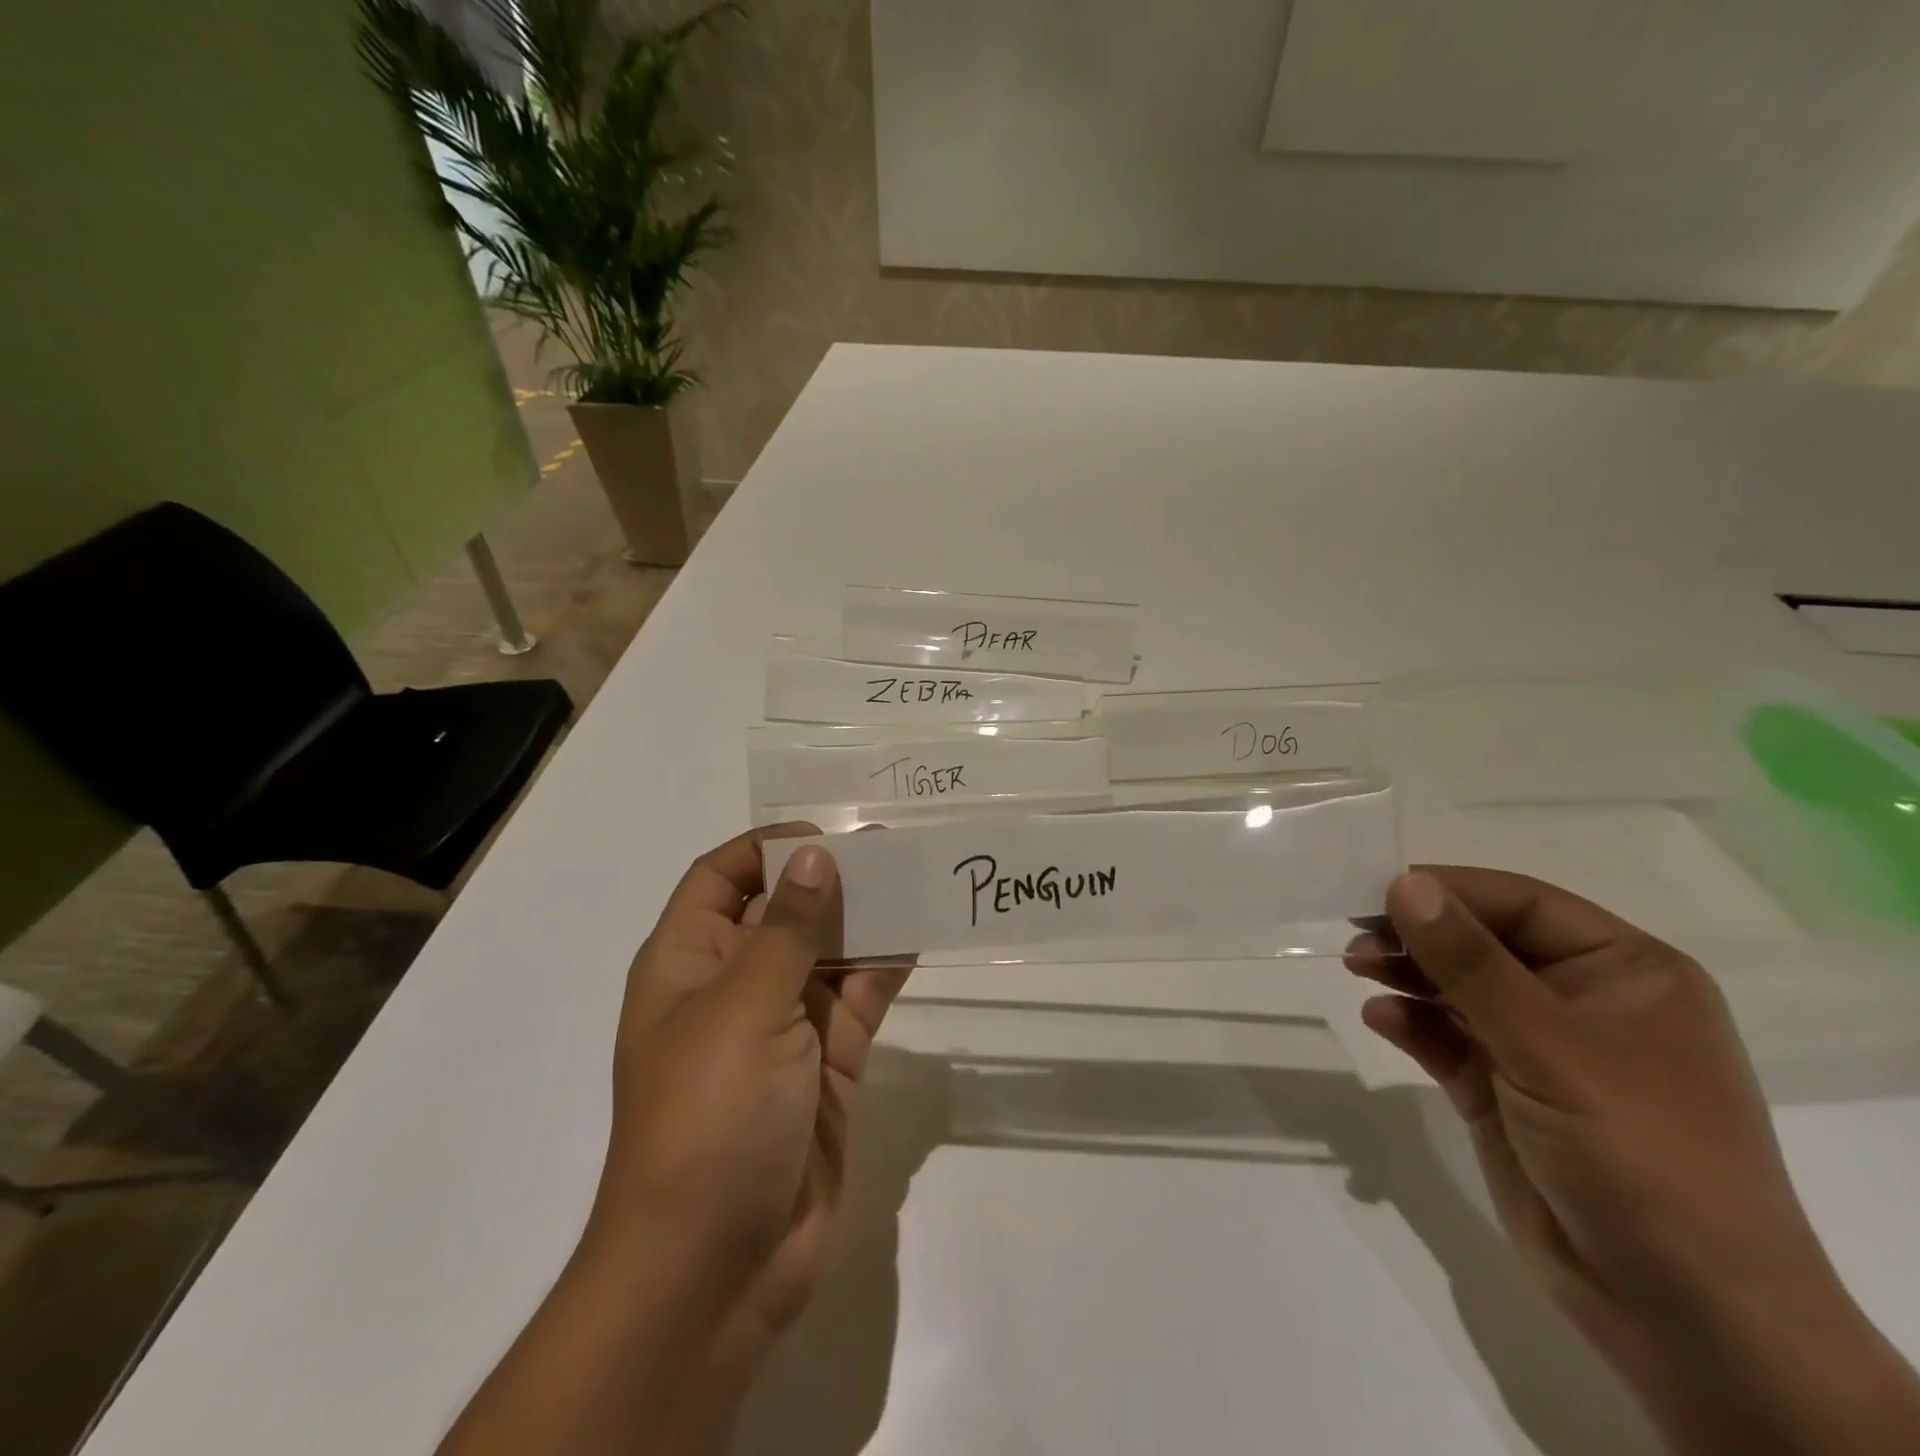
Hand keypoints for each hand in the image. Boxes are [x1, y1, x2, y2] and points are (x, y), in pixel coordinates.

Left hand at [589, 827, 908, 1428]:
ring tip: (918, 878)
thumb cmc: (708, 1117)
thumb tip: (815, 855)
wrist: (717, 1269)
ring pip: (829, 950)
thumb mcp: (744, 1007)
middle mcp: (734, 983)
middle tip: (893, 847)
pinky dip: (887, 966)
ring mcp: (784, 1024)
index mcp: (688, 962)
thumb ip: (788, 928)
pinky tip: (921, 933)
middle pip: (783, 908)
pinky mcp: (828, 1062)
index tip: (828, 836)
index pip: (721, 876)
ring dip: (867, 918)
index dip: (768, 849)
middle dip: (831, 877)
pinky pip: (860, 997)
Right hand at [1347, 867, 1919, 1453]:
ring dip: (1407, 974)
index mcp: (1624, 972)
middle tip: (1355, 935)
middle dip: (1419, 936)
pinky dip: (1411, 1024)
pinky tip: (1380, 1018)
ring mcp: (1540, 1049)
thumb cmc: (1638, 1152)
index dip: (1449, 890)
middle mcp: (1582, 1001)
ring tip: (1356, 968)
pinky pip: (1447, 1039)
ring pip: (1458, 988)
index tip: (1375, 889)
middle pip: (1483, 943)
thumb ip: (1469, 962)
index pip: (1521, 904)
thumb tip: (1404, 883)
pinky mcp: (1503, 1092)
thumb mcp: (1549, 1045)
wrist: (1682, 1312)